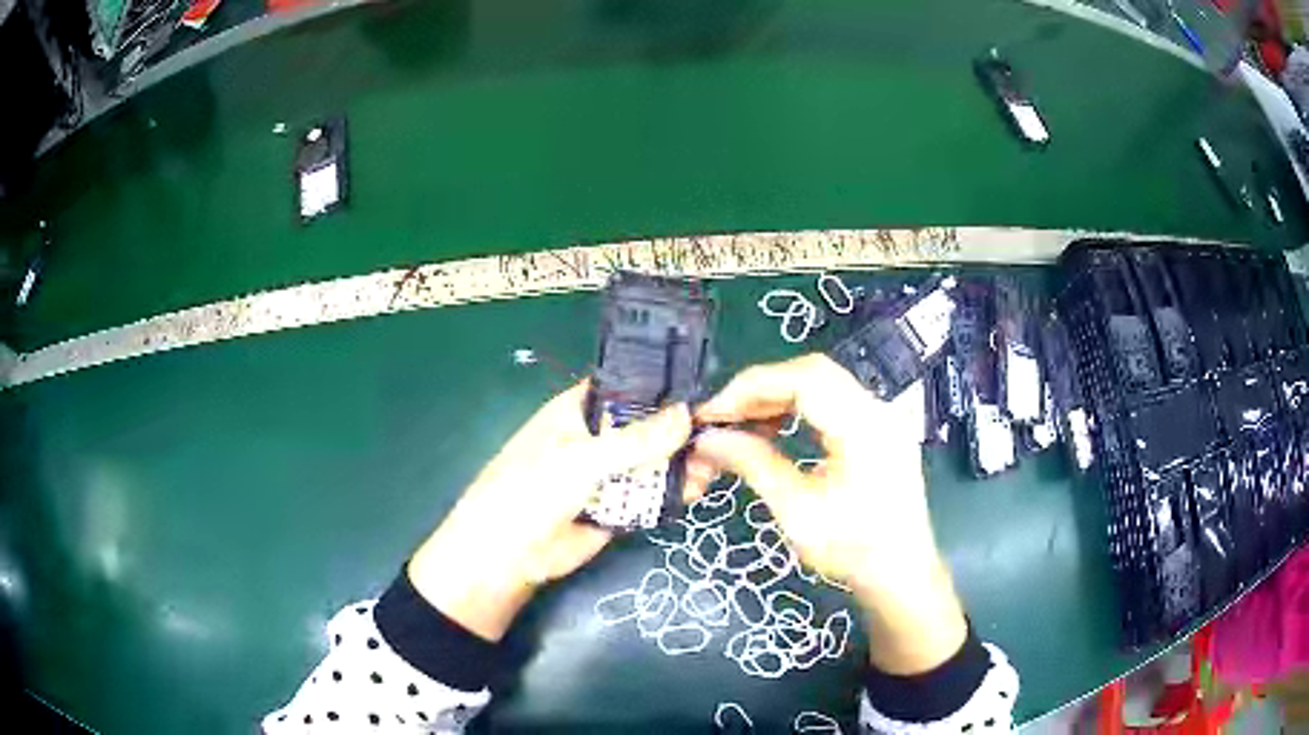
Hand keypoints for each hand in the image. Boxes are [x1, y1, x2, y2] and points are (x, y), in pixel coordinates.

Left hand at [409, 382, 691, 640]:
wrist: (510, 556)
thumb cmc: (531, 492)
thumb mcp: (581, 460)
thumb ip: (634, 440)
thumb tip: (686, 414)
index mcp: (579, 409)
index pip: (630, 386)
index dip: (665, 387)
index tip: (707, 391)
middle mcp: (597, 436)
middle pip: (649, 426)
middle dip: (682, 430)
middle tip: (721, 434)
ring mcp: (609, 473)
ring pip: (655, 461)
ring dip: (683, 462)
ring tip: (715, 465)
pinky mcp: (619, 505)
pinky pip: (652, 493)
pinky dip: (674, 491)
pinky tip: (698, 488)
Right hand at [692, 354, 967, 674]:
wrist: (901, 574)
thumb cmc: (853, 550)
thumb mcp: (798, 511)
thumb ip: (753, 465)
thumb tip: (708, 440)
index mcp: (864, 426)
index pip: (803, 378)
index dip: (751, 387)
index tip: (712, 413)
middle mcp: (877, 410)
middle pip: (811, 373)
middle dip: (759, 391)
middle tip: (721, 418)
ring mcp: (880, 417)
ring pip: (819, 384)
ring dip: (775, 398)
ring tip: (740, 426)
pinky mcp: (876, 429)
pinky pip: (831, 401)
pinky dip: (796, 408)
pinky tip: (773, 429)